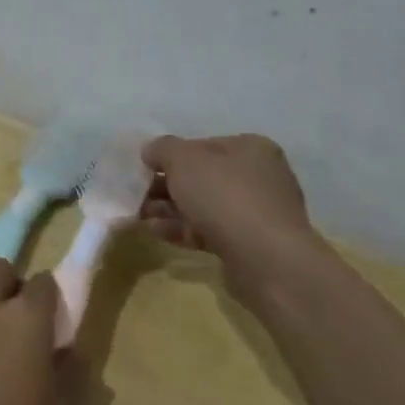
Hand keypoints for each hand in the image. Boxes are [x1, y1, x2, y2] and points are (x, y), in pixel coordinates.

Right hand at [140, 133, 328, 304]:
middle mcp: (259, 177)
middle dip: (166, 186)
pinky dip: (183, 229)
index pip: (202, 145)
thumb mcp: (183, 160)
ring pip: (203, 205)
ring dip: (169, 209)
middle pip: (201, 177)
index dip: (170, 155)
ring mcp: (257, 213)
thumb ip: (162, 149)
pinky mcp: (250, 245)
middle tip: (137, 194)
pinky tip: (156, 232)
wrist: (266, 260)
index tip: (145, 168)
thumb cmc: (224, 196)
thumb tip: (151, 151)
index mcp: (251, 148)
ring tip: (139, 215)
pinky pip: (210, 230)